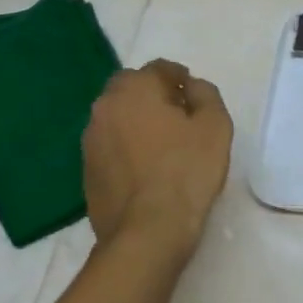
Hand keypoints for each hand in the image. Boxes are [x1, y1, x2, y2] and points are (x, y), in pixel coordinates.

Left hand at [83, 59, 232, 261]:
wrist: (147, 233)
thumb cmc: (186, 172)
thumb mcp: (215, 126)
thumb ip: (206, 95)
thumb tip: (192, 87)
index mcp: (134, 89)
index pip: (159, 69)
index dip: (181, 80)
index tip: (196, 99)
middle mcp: (104, 107)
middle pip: (132, 89)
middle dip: (155, 96)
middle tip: (181, 118)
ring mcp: (90, 141)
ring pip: (118, 117)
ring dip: (138, 122)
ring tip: (165, 146)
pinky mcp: (86, 171)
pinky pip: (111, 146)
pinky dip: (127, 148)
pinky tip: (147, 169)